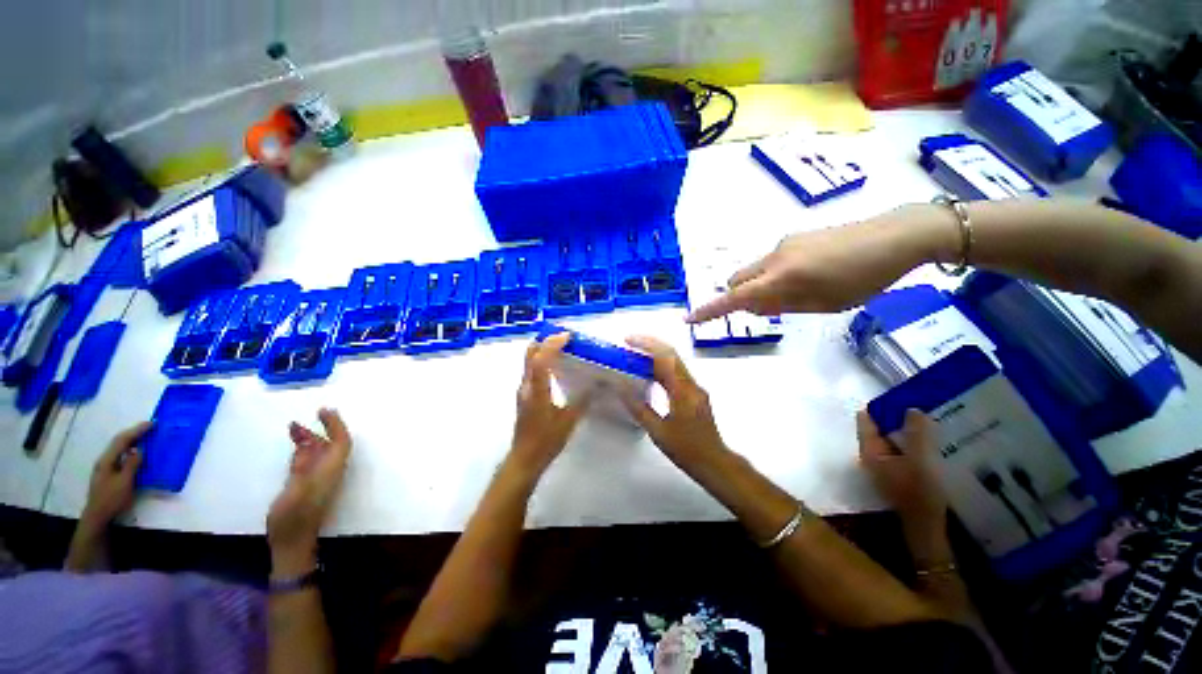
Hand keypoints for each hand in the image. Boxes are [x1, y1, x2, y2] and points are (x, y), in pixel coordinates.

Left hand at [81, 421, 151, 528]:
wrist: (98, 516)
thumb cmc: (112, 498)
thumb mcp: (124, 482)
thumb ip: (131, 464)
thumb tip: (139, 449)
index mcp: (108, 460)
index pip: (123, 440)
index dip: (137, 430)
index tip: (152, 424)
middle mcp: (105, 460)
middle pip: (119, 442)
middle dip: (133, 433)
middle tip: (150, 427)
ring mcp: (105, 467)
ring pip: (119, 448)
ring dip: (131, 440)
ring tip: (144, 437)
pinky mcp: (108, 472)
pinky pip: (120, 455)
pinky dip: (129, 449)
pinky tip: (135, 453)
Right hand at [267, 408, 351, 572]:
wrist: (291, 543)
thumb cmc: (294, 518)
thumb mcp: (296, 491)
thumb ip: (302, 467)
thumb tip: (307, 446)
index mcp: (332, 470)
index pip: (341, 441)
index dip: (336, 425)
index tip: (326, 411)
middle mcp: (329, 471)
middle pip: (330, 444)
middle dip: (322, 429)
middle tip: (310, 415)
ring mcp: (317, 478)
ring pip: (318, 451)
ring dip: (309, 438)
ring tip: (293, 427)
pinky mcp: (306, 485)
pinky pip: (308, 461)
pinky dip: (302, 451)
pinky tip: (294, 445)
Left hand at [508, 333, 589, 477]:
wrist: (524, 459)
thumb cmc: (546, 441)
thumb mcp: (568, 421)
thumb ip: (583, 401)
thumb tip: (598, 385)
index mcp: (537, 390)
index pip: (541, 359)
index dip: (553, 344)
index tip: (568, 336)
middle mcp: (526, 385)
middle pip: (530, 354)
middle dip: (545, 341)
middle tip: (564, 337)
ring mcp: (523, 390)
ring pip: (529, 361)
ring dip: (543, 349)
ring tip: (562, 347)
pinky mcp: (524, 395)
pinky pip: (531, 370)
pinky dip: (542, 360)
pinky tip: (556, 367)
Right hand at [620, 336, 727, 469]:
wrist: (715, 463)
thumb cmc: (686, 450)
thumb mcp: (657, 431)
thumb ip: (638, 408)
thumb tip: (620, 387)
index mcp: (683, 390)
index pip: (665, 356)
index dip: (646, 344)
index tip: (628, 340)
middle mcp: (691, 384)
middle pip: (671, 354)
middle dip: (649, 344)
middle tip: (628, 343)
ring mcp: (695, 388)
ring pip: (674, 362)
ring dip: (654, 355)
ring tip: (633, 355)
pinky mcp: (694, 393)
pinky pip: (676, 373)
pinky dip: (660, 368)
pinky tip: (647, 373)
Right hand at [686, 204, 944, 322]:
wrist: (896, 235)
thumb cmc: (862, 278)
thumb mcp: (823, 303)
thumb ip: (783, 305)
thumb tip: (754, 307)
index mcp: (781, 277)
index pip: (735, 298)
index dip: (710, 310)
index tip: (689, 319)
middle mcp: (774, 258)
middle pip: (737, 280)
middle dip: (738, 297)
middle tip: (766, 309)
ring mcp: (783, 244)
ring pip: (754, 271)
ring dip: (760, 286)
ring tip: (798, 292)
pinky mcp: (795, 238)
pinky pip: (771, 261)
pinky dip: (774, 275)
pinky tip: (808, 275)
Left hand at [857, 409, 946, 532]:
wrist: (927, 528)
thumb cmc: (919, 492)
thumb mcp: (920, 459)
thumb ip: (916, 433)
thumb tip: (911, 409)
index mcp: (870, 451)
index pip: (866, 421)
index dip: (880, 407)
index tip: (899, 395)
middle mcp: (872, 457)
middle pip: (880, 430)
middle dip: (896, 418)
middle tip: (918, 403)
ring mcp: (885, 467)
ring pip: (893, 442)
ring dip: (907, 432)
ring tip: (928, 417)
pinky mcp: (899, 475)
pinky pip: (903, 453)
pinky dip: (913, 445)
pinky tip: (932, 440)